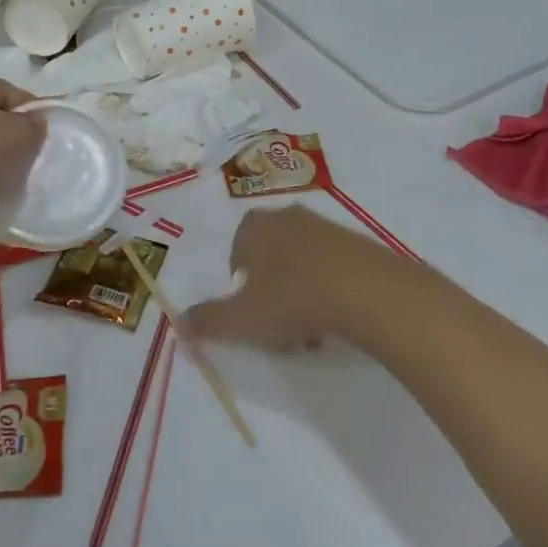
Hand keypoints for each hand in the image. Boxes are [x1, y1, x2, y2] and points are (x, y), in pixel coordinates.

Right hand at [181, 205, 421, 351]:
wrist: (369, 291)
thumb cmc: (293, 298)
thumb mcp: (242, 318)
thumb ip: (208, 321)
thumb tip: (178, 324)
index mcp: (255, 227)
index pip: (237, 248)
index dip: (238, 281)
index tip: (248, 310)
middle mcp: (288, 217)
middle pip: (270, 254)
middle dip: (269, 287)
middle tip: (276, 323)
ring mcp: (327, 227)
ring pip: (301, 261)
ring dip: (299, 292)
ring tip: (308, 329)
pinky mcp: (359, 243)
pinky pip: (332, 267)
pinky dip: (328, 290)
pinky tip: (335, 319)